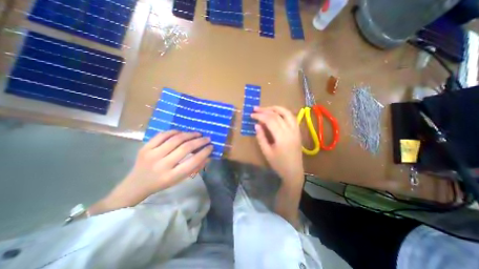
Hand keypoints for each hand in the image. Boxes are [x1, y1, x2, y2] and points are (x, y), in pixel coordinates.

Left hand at [90, 130, 212, 213]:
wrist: (136, 184)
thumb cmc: (162, 183)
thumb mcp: (179, 179)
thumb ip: (194, 168)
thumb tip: (208, 156)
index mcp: (171, 176)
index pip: (193, 161)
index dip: (204, 152)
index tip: (211, 147)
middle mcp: (162, 165)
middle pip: (185, 148)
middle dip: (199, 141)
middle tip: (207, 138)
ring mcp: (152, 154)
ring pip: (175, 139)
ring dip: (189, 134)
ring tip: (197, 133)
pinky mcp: (145, 147)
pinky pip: (163, 135)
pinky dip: (175, 132)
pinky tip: (182, 132)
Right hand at [251, 106, 302, 227]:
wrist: (294, 172)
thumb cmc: (279, 164)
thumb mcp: (266, 152)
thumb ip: (261, 137)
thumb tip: (257, 125)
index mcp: (282, 137)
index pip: (270, 120)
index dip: (260, 116)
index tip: (251, 115)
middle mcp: (290, 131)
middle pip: (277, 115)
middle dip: (265, 110)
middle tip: (255, 109)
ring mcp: (296, 130)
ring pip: (287, 113)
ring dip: (276, 108)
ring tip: (266, 108)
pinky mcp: (297, 132)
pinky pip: (292, 117)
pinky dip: (283, 112)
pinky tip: (277, 113)